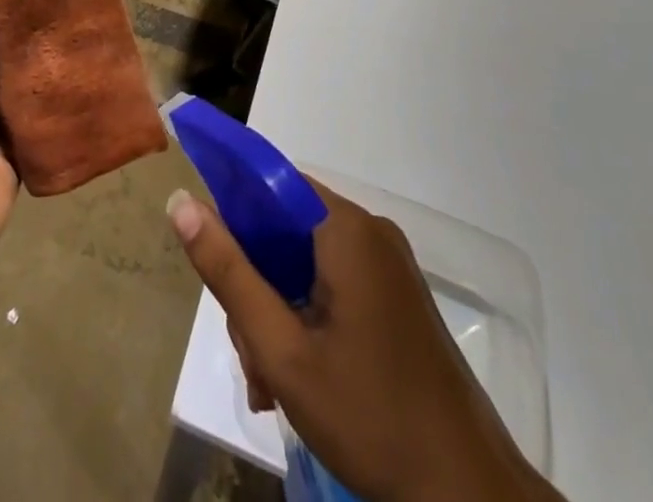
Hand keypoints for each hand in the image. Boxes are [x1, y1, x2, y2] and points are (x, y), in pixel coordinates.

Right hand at [168, 180, 553, 501]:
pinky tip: (296, 379)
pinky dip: (306, 319)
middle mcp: (369, 231)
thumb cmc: (372, 418)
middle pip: (284, 229)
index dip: (232, 210)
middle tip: (248, 353)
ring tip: (269, 383)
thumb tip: (180, 200)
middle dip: (255, 285)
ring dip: (277, 312)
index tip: (210, 258)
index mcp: (345, 228)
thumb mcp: (283, 351)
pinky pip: (332, 283)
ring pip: (304, 262)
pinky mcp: (396, 297)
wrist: (472, 499)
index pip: (270, 183)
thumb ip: (228, 272)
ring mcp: (387, 265)